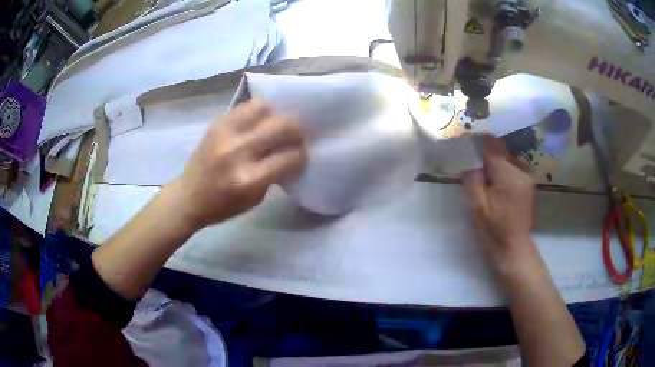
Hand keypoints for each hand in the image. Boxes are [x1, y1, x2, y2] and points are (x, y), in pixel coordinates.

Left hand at [168, 101, 305, 230]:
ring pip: (264, 107)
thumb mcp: (254, 199)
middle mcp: (237, 151)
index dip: (301, 154)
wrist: (187, 197)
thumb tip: (290, 151)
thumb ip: (274, 174)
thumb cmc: (222, 206)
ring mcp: (225, 133)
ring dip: (275, 115)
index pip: (289, 157)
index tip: (303, 153)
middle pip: (281, 125)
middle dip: (296, 130)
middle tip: (295, 135)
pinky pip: (245, 106)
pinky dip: (257, 112)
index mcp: (249, 179)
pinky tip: (256, 122)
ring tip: (273, 125)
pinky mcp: (216, 123)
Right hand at [462, 135, 534, 270]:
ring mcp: (528, 177)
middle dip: (486, 157)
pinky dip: (503, 172)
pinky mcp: (529, 184)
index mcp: (509, 173)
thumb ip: (472, 175)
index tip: (465, 149)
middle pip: (500, 150)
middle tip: (474, 171)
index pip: (491, 144)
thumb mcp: (476, 204)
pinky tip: (497, 188)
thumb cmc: (492, 230)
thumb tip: (469, 157)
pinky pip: (513, 169)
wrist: (512, 249)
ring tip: (486, 182)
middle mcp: (522, 169)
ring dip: (495, 165)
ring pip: (506, 159)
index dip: (477, 143)